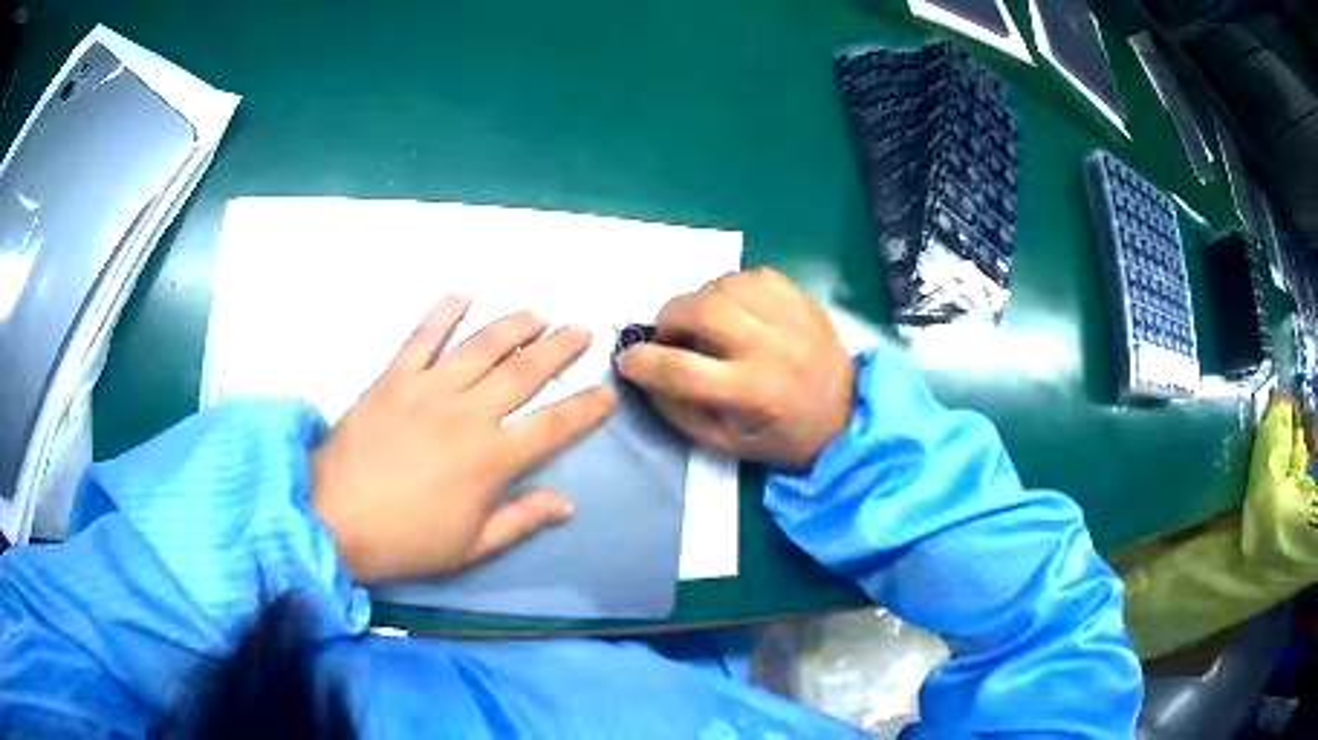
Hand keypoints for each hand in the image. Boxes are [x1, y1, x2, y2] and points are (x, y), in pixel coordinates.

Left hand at [311, 296, 616, 583]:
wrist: (333, 519)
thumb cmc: (405, 541)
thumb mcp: (470, 547)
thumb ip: (520, 519)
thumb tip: (566, 503)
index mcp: (491, 459)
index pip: (553, 426)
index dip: (585, 409)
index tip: (607, 393)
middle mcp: (466, 414)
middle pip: (524, 372)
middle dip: (559, 349)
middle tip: (581, 331)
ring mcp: (427, 390)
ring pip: (481, 346)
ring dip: (514, 326)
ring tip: (537, 313)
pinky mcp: (393, 378)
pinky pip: (421, 337)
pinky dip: (442, 313)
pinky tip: (462, 294)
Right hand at [618, 267, 853, 468]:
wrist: (846, 419)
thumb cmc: (781, 438)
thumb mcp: (725, 443)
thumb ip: (678, 411)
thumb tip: (643, 375)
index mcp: (751, 393)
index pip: (680, 368)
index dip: (643, 362)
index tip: (630, 360)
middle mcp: (771, 349)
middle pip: (702, 310)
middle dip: (669, 317)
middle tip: (666, 334)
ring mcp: (792, 319)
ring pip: (727, 284)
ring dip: (700, 298)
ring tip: (701, 320)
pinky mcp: (804, 301)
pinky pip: (756, 275)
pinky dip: (734, 286)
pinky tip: (734, 306)